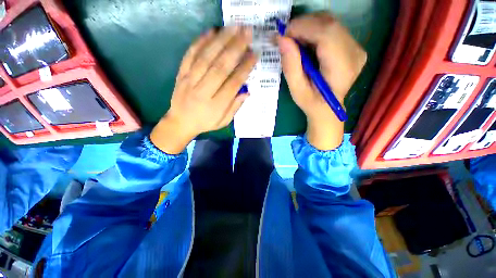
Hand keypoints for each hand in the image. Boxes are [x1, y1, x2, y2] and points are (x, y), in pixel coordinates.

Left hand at [151, 27, 256, 153]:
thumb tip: (247, 92)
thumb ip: (235, 107)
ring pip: (206, 58)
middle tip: (247, 33)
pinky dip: (200, 42)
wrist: (180, 122)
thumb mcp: (223, 121)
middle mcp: (202, 92)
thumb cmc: (205, 123)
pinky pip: (189, 56)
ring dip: (221, 41)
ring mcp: (189, 81)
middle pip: (220, 67)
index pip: (233, 84)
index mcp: (215, 106)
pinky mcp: (181, 74)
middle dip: (235, 48)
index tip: (254, 54)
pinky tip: (211, 32)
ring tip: (234, 27)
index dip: (245, 68)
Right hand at [277, 13, 366, 149]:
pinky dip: (315, 30)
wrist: (328, 109)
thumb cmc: (312, 103)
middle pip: (329, 23)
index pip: (326, 34)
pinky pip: (333, 29)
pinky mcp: (352, 46)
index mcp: (342, 67)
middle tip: (287, 38)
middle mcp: (354, 53)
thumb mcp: (297, 90)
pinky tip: (306, 42)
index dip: (303, 28)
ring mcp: (356, 48)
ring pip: (331, 22)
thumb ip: (291, 66)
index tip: (284, 35)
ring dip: (309, 26)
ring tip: (295, 41)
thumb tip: (282, 40)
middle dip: (304, 25)